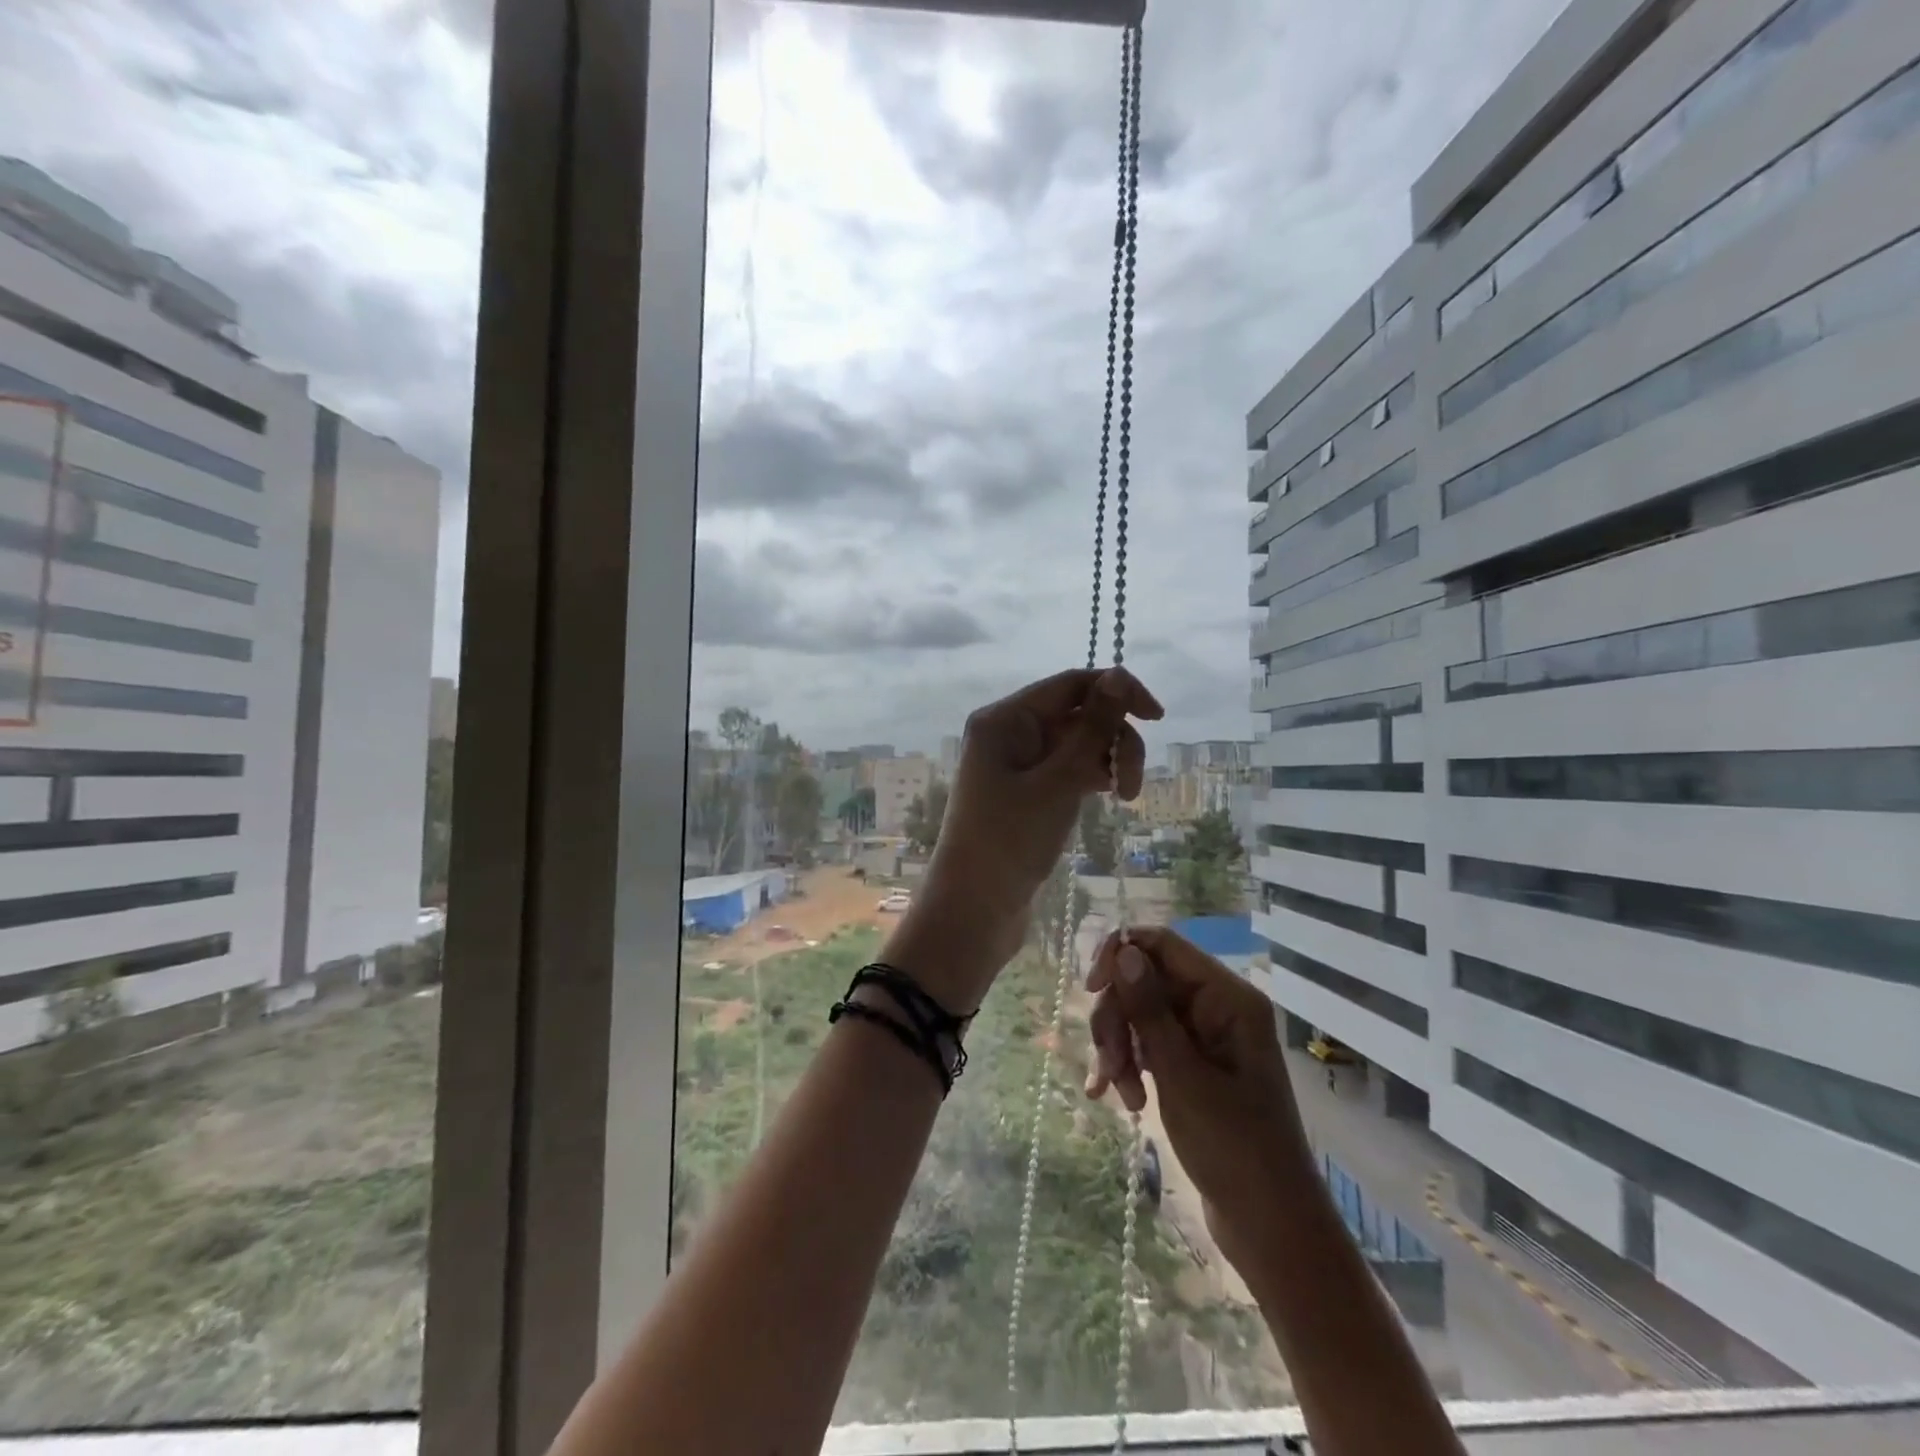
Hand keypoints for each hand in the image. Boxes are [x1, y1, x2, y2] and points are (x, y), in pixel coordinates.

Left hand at [901, 667, 1161, 1009]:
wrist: (974, 910)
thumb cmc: (1010, 841)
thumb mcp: (1058, 782)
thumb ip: (1092, 728)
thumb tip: (1116, 675)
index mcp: (1004, 719)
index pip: (1071, 684)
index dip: (1118, 691)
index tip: (1158, 718)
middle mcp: (1008, 732)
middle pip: (1078, 713)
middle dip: (1114, 739)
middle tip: (1133, 786)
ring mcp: (1017, 764)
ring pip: (1078, 743)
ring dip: (1108, 761)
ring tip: (1126, 798)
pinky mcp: (1027, 792)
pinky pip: (1068, 768)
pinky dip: (1092, 777)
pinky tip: (1112, 797)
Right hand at [1084, 928, 1314, 1268]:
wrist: (1271, 1228)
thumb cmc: (1234, 1149)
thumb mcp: (1182, 1076)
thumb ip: (1149, 1009)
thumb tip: (1123, 951)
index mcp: (1227, 998)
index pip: (1162, 945)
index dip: (1120, 955)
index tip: (1090, 990)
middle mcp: (1216, 1006)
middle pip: (1144, 980)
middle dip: (1118, 1018)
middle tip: (1108, 1064)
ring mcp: (1204, 1036)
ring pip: (1140, 1013)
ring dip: (1119, 1048)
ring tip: (1118, 1094)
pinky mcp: (1193, 1063)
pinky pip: (1148, 1043)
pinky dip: (1129, 1065)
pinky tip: (1118, 1099)